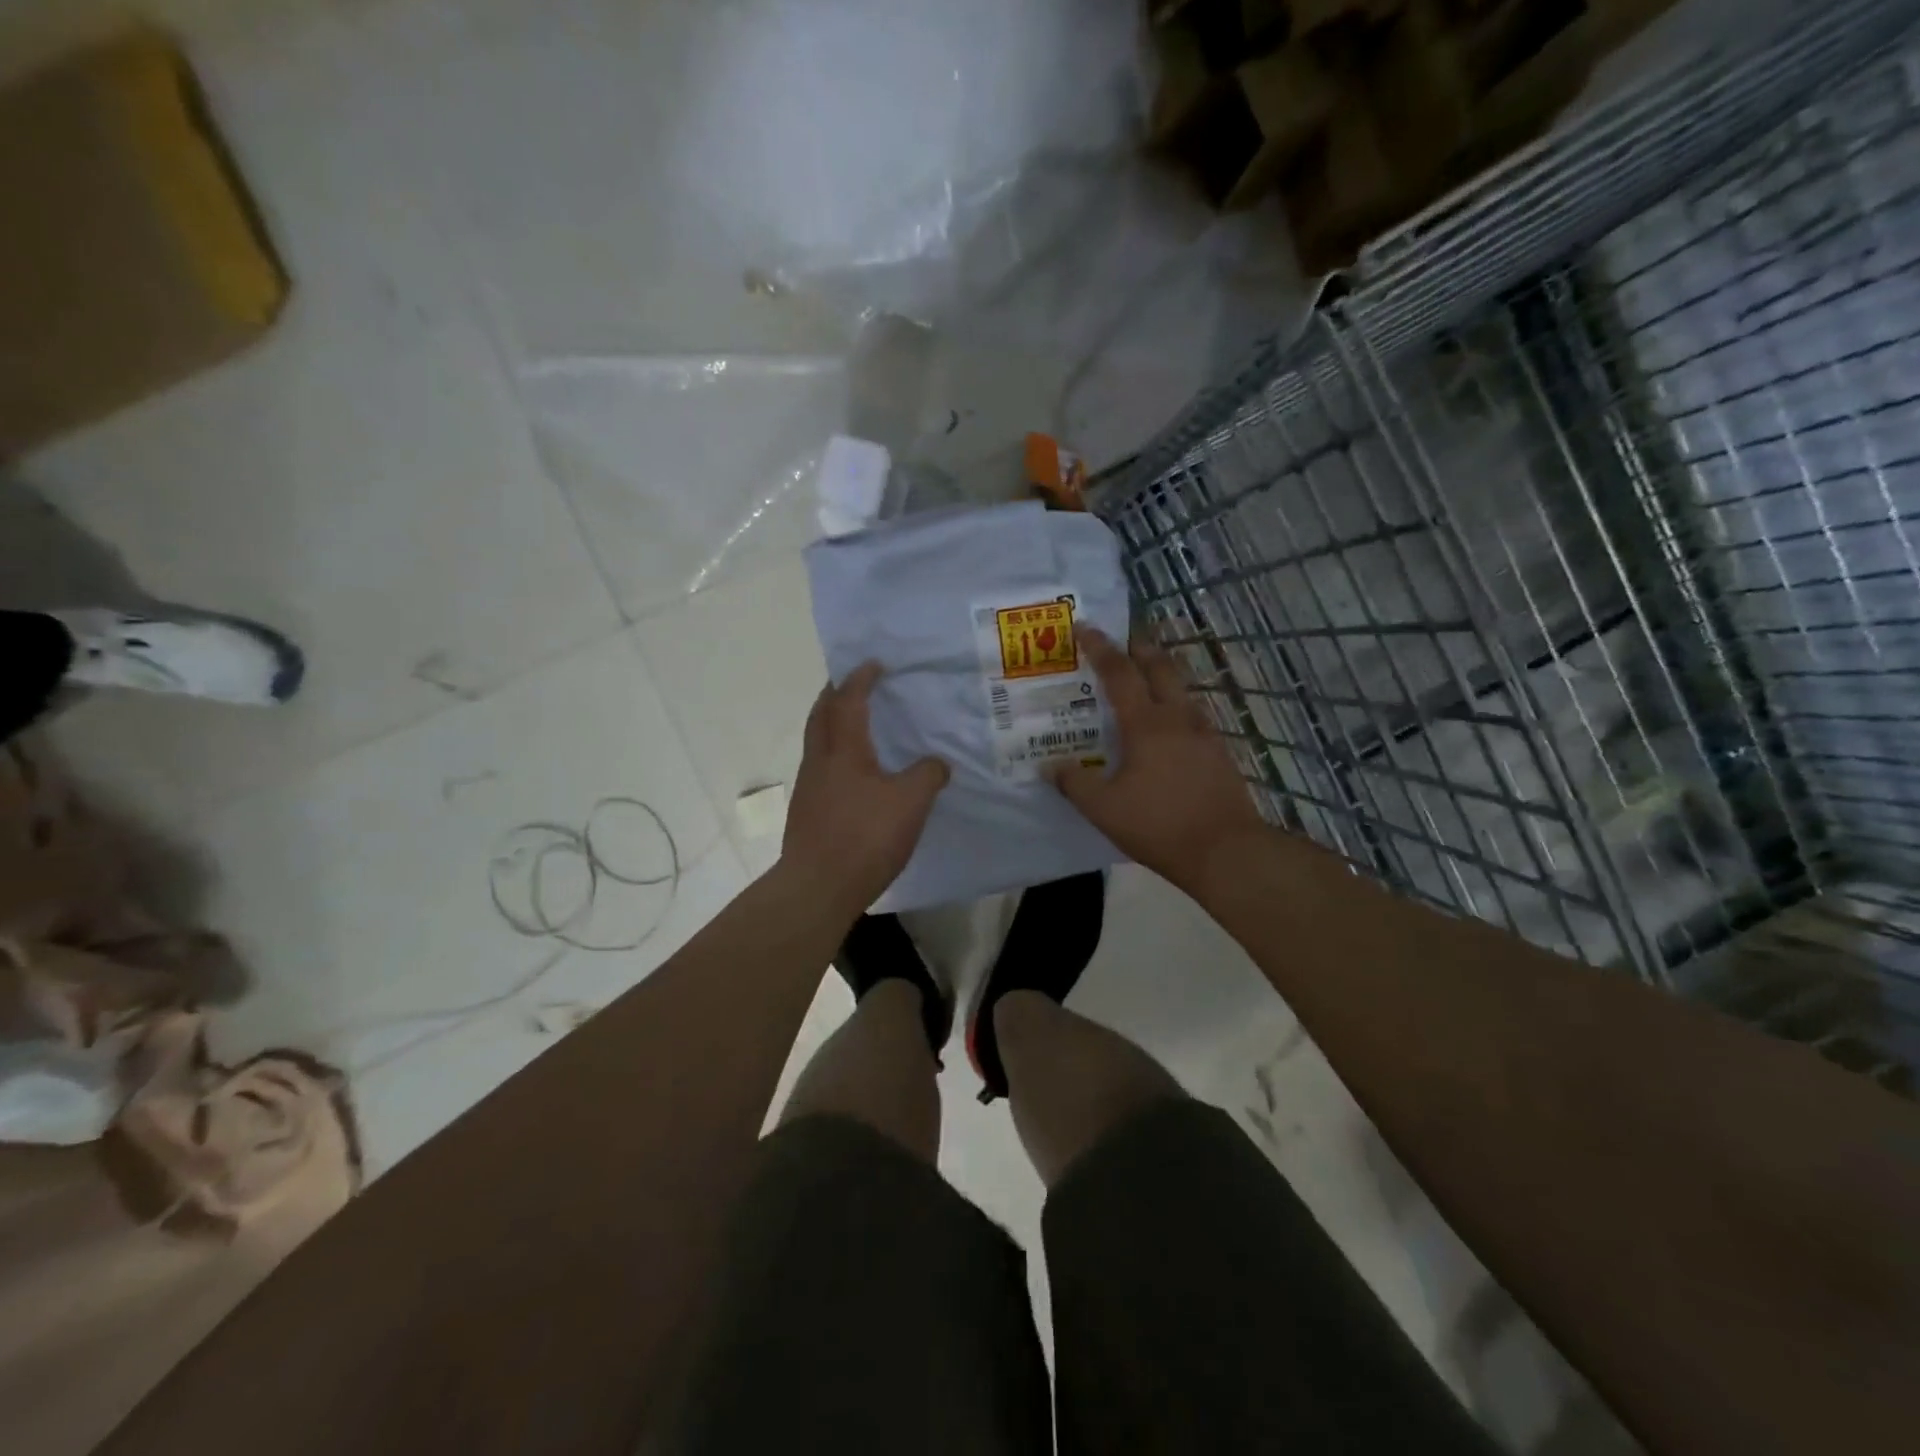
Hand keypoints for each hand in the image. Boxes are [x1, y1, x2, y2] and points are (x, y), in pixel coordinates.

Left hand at [780, 662, 949, 918]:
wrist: (818, 887)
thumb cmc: (865, 836)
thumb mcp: (911, 802)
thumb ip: (928, 775)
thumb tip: (937, 763)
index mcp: (843, 750)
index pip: (848, 700)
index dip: (860, 679)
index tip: (873, 664)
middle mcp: (819, 761)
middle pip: (820, 715)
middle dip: (834, 694)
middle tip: (852, 684)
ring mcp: (808, 788)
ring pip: (817, 743)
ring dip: (831, 726)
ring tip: (855, 726)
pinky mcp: (807, 814)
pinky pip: (821, 769)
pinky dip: (835, 756)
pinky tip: (854, 775)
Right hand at [1051, 626, 1269, 893]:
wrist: (1227, 851)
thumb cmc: (1159, 825)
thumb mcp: (1104, 809)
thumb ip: (1074, 783)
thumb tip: (1050, 766)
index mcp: (1146, 724)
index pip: (1119, 672)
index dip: (1100, 647)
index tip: (1084, 627)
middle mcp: (1178, 718)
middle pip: (1160, 667)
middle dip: (1139, 647)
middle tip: (1121, 640)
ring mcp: (1204, 733)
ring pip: (1181, 689)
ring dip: (1161, 674)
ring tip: (1143, 680)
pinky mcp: (1219, 752)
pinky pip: (1193, 715)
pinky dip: (1175, 705)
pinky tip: (1169, 726)